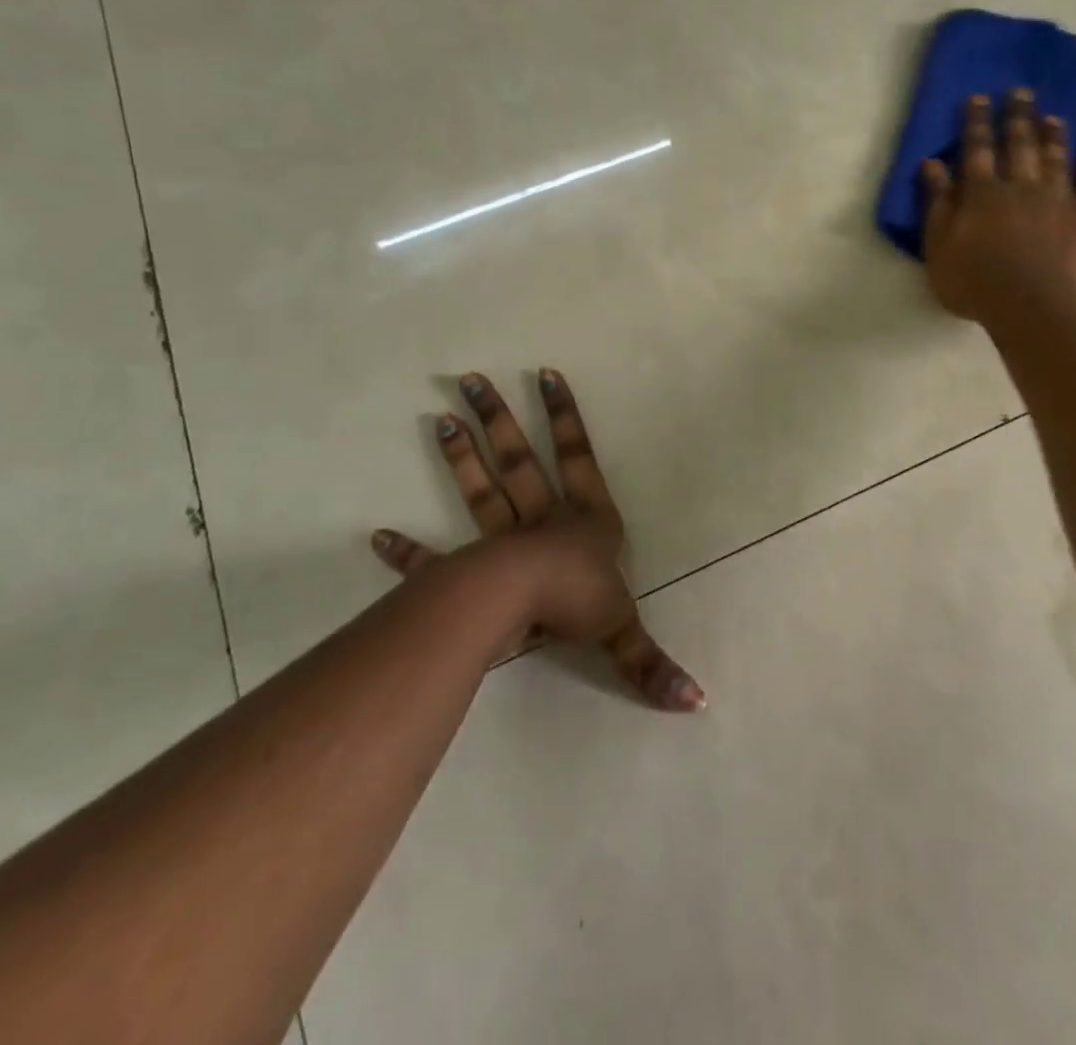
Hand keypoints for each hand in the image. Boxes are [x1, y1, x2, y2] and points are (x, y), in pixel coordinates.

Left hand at [370, 368, 704, 711]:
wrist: (523, 609)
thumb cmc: (579, 602)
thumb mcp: (623, 629)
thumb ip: (653, 662)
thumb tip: (699, 702)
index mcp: (584, 520)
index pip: (579, 457)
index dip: (565, 416)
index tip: (545, 374)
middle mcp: (542, 520)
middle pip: (520, 461)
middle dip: (501, 420)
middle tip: (470, 378)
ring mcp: (500, 543)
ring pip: (481, 492)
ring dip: (462, 458)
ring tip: (440, 419)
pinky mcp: (465, 573)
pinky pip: (433, 561)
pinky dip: (407, 551)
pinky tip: (377, 536)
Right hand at [921, 88, 1075, 321]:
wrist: (1030, 306)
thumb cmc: (974, 281)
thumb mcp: (938, 246)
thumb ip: (936, 203)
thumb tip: (931, 163)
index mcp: (982, 192)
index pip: (977, 148)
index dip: (976, 122)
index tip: (978, 97)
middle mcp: (1021, 186)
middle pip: (1019, 144)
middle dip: (1018, 116)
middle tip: (1021, 91)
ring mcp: (1057, 201)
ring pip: (1055, 159)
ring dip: (1053, 137)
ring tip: (1053, 117)